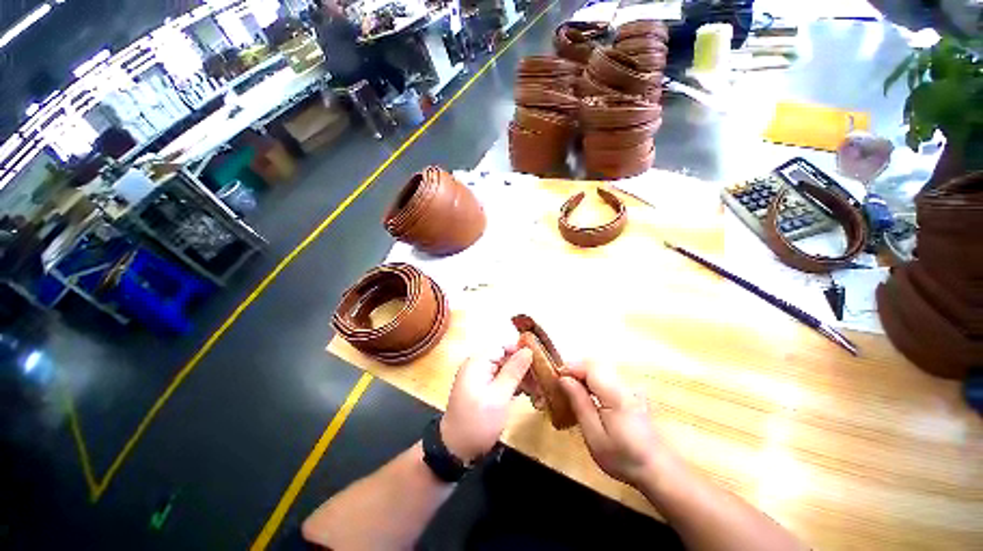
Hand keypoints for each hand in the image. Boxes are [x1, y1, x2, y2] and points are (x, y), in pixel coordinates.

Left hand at [441, 347, 532, 462]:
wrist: (456, 450)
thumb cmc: (478, 421)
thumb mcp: (499, 396)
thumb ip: (514, 371)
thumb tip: (528, 349)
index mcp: (478, 362)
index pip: (502, 346)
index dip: (520, 351)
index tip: (539, 362)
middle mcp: (478, 366)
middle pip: (505, 358)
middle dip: (523, 368)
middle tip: (541, 381)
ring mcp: (480, 379)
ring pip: (505, 370)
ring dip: (521, 379)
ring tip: (538, 392)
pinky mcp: (483, 391)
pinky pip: (501, 381)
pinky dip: (514, 387)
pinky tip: (529, 396)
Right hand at [559, 362, 672, 486]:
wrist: (657, 469)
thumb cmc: (622, 457)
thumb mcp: (594, 435)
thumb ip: (580, 403)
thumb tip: (564, 379)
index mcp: (615, 394)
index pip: (590, 367)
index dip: (570, 367)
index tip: (556, 377)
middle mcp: (624, 384)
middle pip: (594, 364)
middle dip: (575, 369)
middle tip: (562, 385)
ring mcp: (630, 387)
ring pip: (600, 369)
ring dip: (583, 374)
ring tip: (572, 390)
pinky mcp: (631, 391)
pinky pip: (607, 376)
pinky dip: (593, 380)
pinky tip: (589, 396)